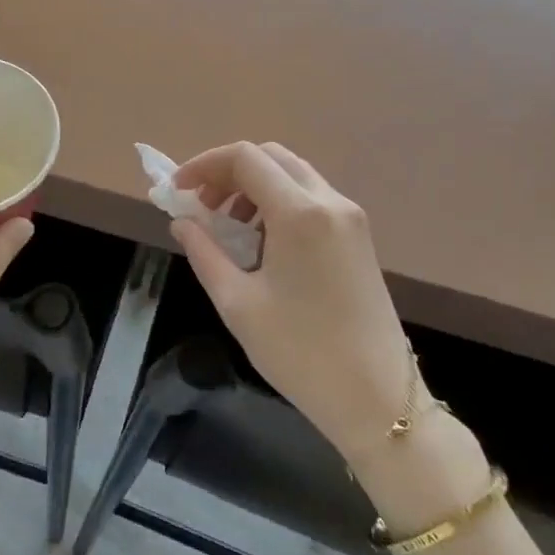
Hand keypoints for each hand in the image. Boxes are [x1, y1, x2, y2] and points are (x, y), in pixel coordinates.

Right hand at [169, 142, 417, 464]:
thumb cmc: (299, 351)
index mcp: (300, 213)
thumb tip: (182, 222)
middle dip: (228, 172)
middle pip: (271, 157)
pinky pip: (311, 198)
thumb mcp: (237, 302)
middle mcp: (330, 202)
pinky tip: (261, 241)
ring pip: (293, 175)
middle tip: (201, 205)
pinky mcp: (358, 237)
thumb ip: (204, 252)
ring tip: (228, 226)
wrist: (376, 398)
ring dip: (253, 186)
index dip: (204, 165)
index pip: (245, 158)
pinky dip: (278, 202)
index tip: (177, 191)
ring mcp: (350, 218)